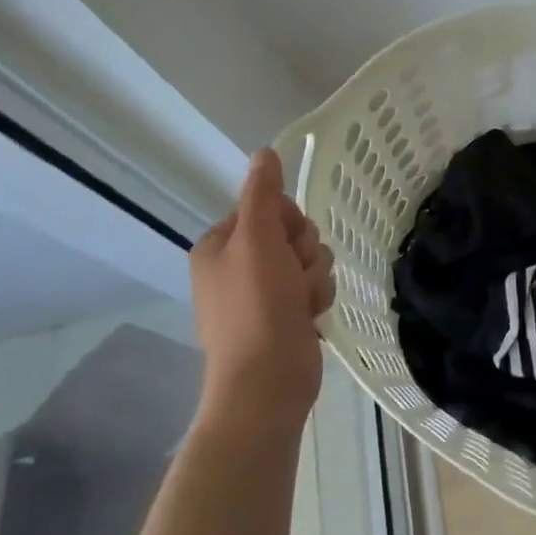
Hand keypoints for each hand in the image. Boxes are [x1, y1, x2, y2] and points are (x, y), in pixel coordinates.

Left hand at [189, 148, 334, 436]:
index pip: (267, 207)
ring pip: (309, 259)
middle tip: (293, 276)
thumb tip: (264, 152)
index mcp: (219, 245)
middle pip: (292, 232)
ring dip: (314, 277)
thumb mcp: (258, 240)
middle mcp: (237, 266)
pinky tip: (310, 317)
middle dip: (304, 252)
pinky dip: (316, 298)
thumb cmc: (257, 306)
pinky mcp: (284, 316)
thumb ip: (262, 194)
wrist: (267, 382)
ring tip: (303, 302)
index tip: (284, 242)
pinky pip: (313, 286)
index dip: (286, 221)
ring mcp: (261, 294)